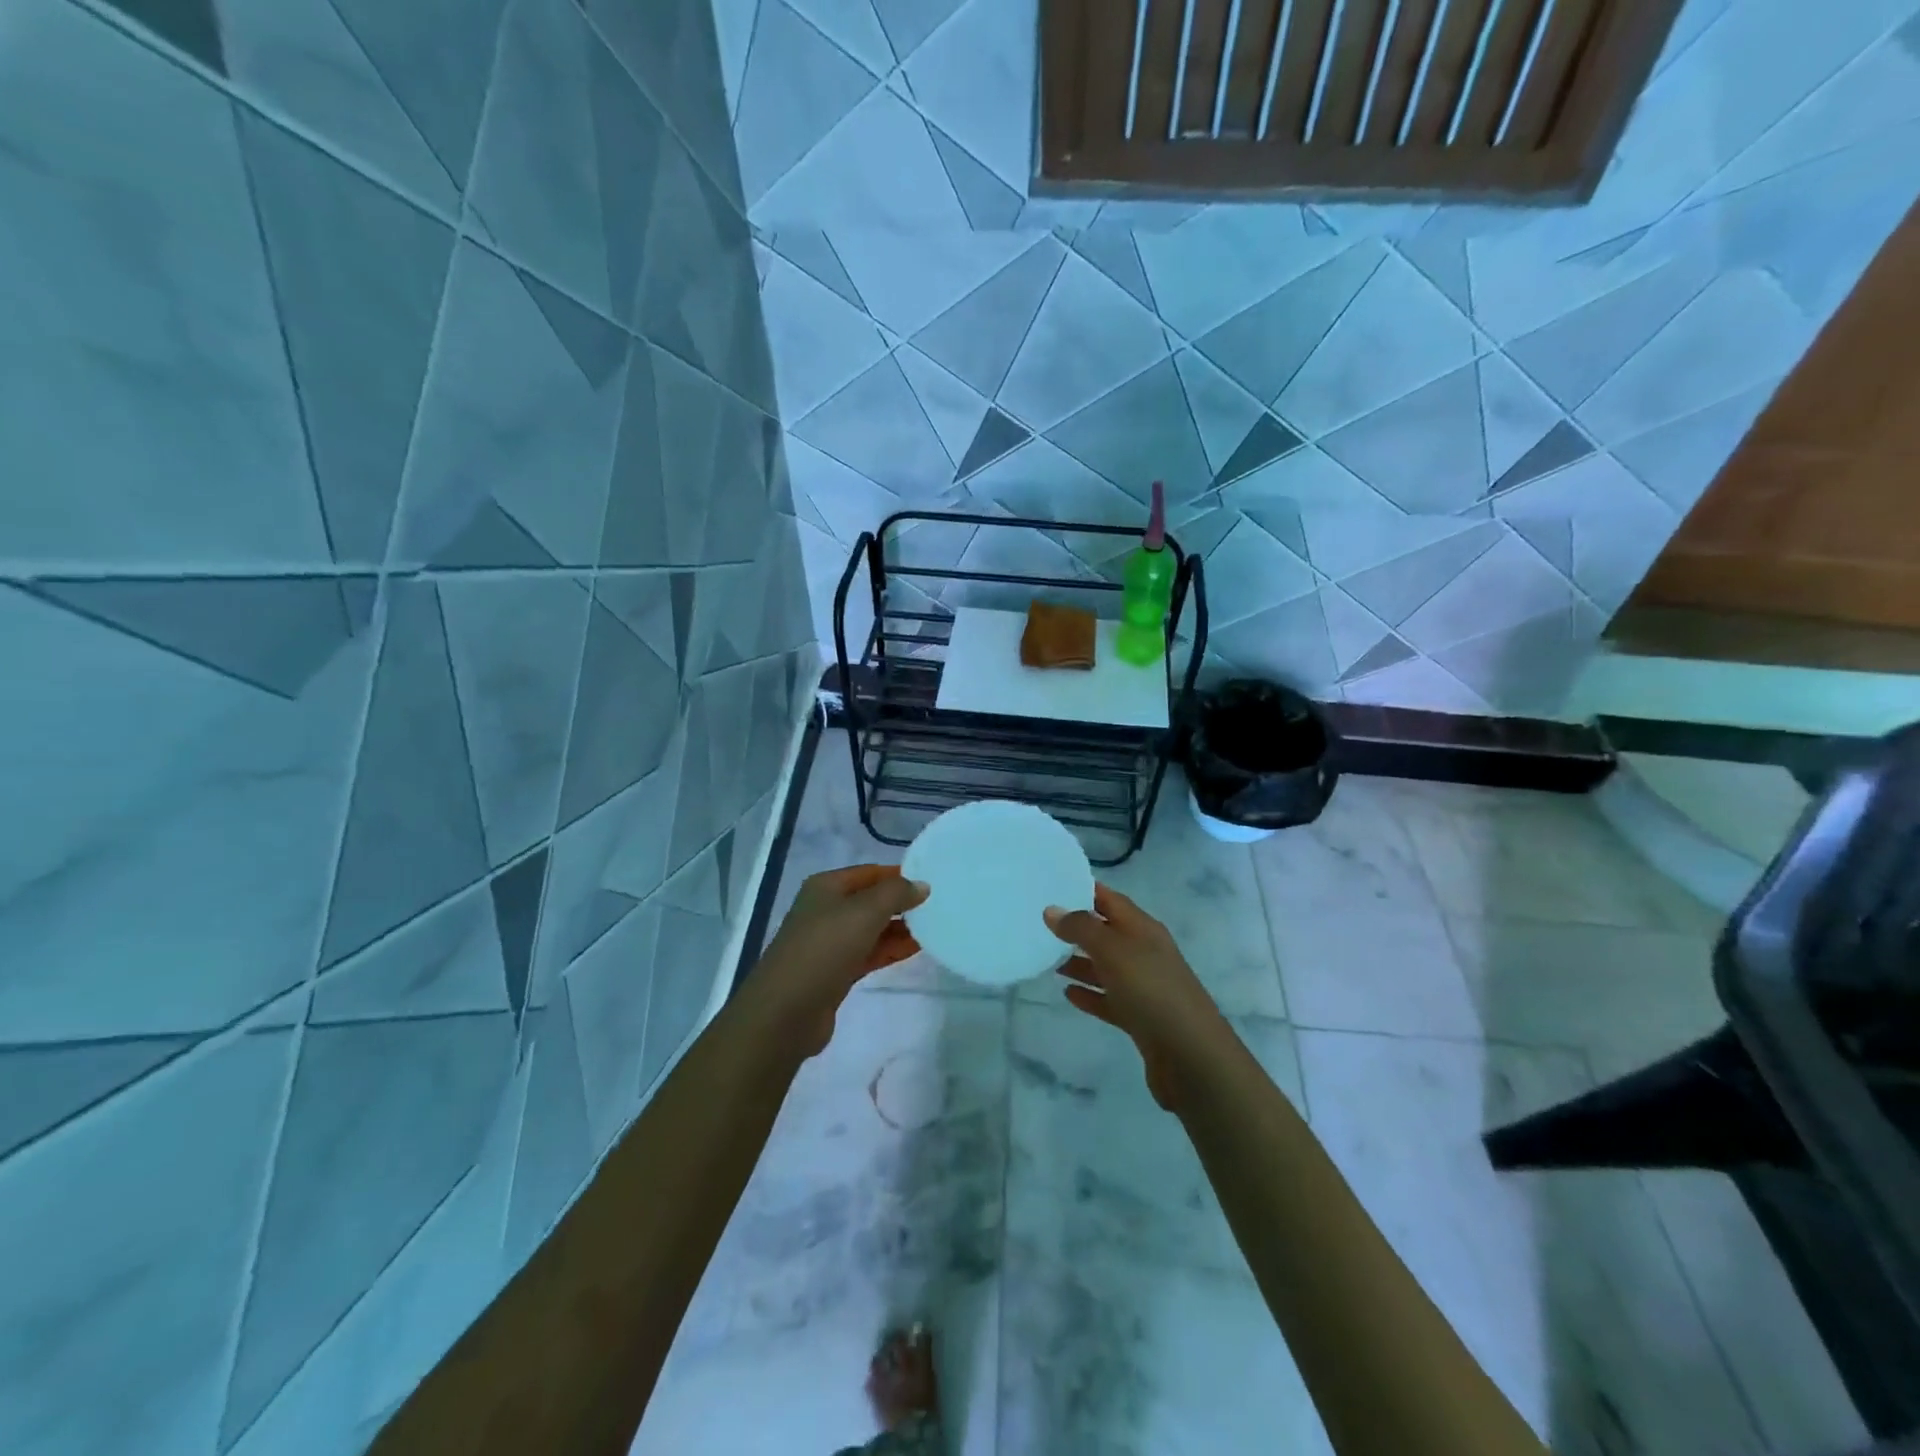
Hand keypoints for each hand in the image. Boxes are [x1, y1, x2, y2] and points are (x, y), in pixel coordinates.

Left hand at [752, 865, 928, 1055]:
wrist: (786, 1011)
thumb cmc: (824, 948)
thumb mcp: (864, 911)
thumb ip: (896, 894)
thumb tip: (922, 886)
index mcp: (826, 887)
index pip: (870, 872)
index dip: (899, 875)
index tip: (931, 882)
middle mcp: (826, 910)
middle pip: (871, 900)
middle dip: (901, 903)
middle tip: (938, 906)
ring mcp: (830, 942)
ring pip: (871, 928)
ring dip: (900, 928)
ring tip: (934, 927)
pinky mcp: (836, 971)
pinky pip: (869, 953)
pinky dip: (891, 949)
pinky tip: (917, 948)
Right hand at [1044, 884, 1227, 1110]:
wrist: (1191, 1056)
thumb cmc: (1151, 990)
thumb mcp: (1113, 951)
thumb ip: (1081, 928)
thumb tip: (1052, 910)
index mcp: (1143, 929)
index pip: (1111, 900)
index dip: (1086, 890)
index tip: (1054, 885)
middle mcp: (1145, 953)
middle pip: (1107, 933)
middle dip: (1077, 928)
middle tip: (1041, 924)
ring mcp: (1144, 987)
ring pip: (1106, 967)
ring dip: (1079, 962)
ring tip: (1047, 959)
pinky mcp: (1140, 1018)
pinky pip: (1109, 999)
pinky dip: (1090, 994)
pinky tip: (1067, 994)